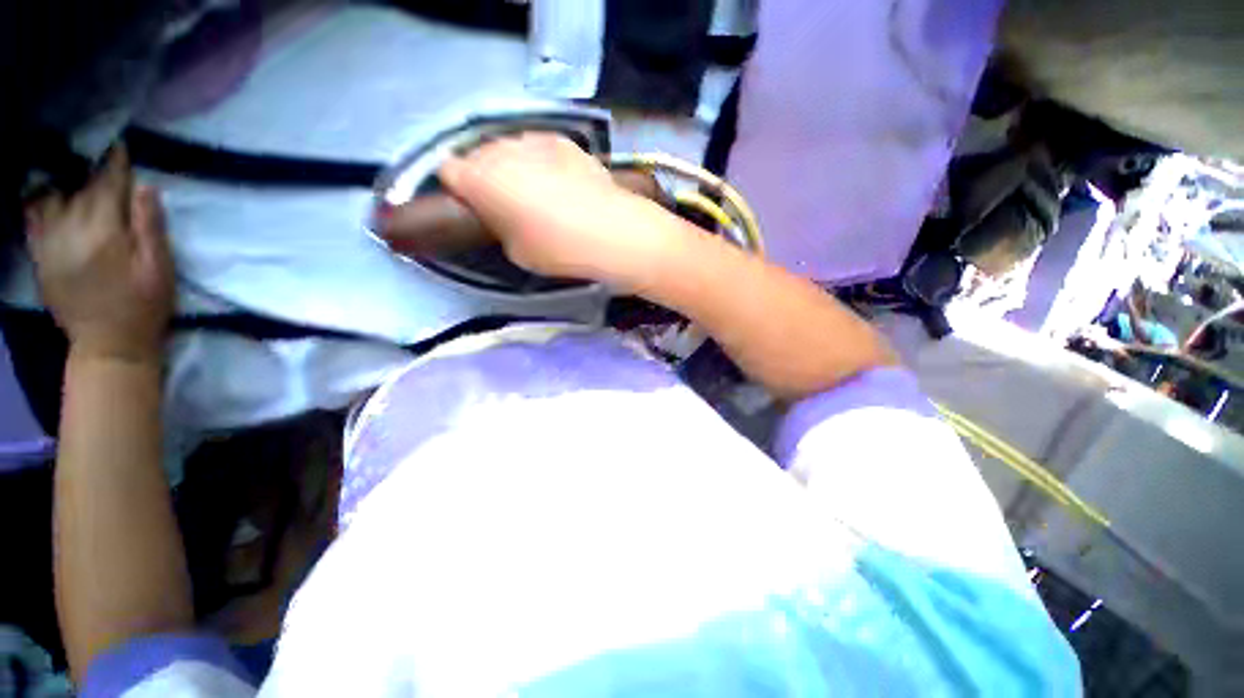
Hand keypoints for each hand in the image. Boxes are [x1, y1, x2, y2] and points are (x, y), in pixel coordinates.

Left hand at [26, 148, 173, 363]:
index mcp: (104, 233)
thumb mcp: (159, 269)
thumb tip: (144, 187)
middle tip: (100, 159)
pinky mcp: (40, 257)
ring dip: (62, 184)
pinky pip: (31, 219)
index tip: (120, 146)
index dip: (115, 164)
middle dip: (91, 172)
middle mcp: (70, 231)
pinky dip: (38, 202)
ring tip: (71, 176)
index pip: (108, 185)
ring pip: (49, 198)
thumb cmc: (143, 306)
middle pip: (79, 189)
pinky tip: (47, 198)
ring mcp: (50, 244)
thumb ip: (150, 227)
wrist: (108, 346)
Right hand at [438, 134, 696, 289]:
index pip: (447, 171)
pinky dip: (540, 161)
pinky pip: (538, 147)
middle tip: (504, 202)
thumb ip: (498, 225)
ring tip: (535, 192)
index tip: (471, 205)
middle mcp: (501, 149)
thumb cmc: (560, 250)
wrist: (613, 233)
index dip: (457, 189)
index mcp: (480, 178)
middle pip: (477, 154)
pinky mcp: (565, 141)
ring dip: (512, 165)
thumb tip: (501, 212)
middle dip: (483, 174)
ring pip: (508, 147)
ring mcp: (535, 139)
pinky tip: (560, 182)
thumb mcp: (517, 251)